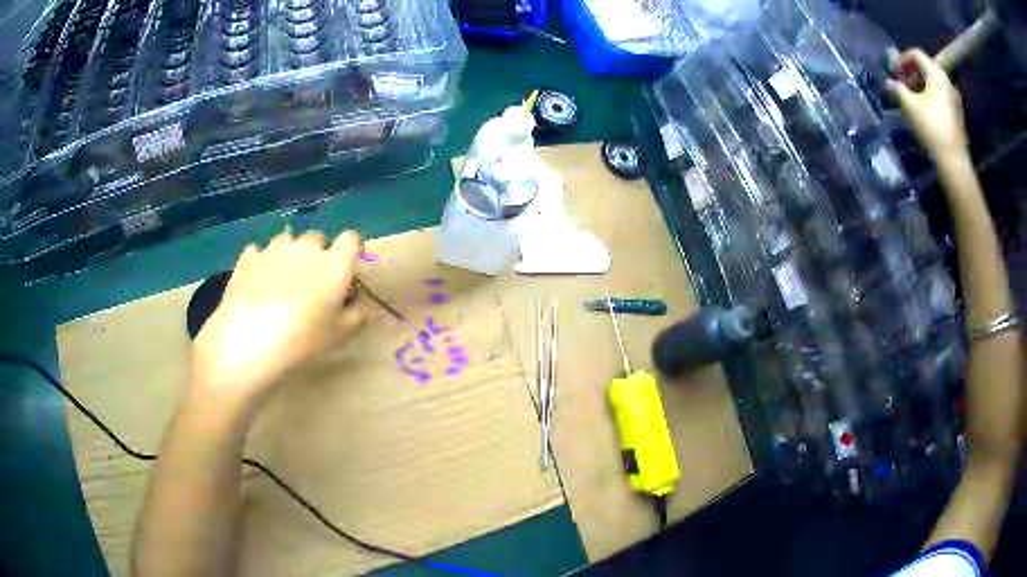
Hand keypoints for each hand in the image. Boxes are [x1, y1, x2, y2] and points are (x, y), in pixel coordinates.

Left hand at [190, 230, 366, 410]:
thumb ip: (358, 315)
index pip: (351, 239)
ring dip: (290, 255)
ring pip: (287, 241)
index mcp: (333, 264)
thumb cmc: (302, 341)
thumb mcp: (339, 336)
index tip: (348, 269)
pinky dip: (262, 262)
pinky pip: (259, 252)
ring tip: (283, 281)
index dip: (352, 251)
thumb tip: (364, 304)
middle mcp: (305, 248)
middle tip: (313, 282)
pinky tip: (258, 282)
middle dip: (318, 254)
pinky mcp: (247, 259)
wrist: (248, 342)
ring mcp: (273, 250)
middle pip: (317, 238)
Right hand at [888, 49, 968, 158]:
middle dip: (912, 73)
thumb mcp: (909, 105)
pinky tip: (924, 110)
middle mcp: (947, 81)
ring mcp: (954, 98)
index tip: (894, 71)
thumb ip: (897, 89)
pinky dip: (931, 97)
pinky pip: (941, 96)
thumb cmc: (931, 128)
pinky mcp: (957, 114)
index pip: (916, 54)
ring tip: (912, 98)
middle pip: (926, 67)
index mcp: (936, 74)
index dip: (902, 58)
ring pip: (934, 83)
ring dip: (921, 86)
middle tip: (902, 84)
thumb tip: (889, 82)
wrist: (954, 162)